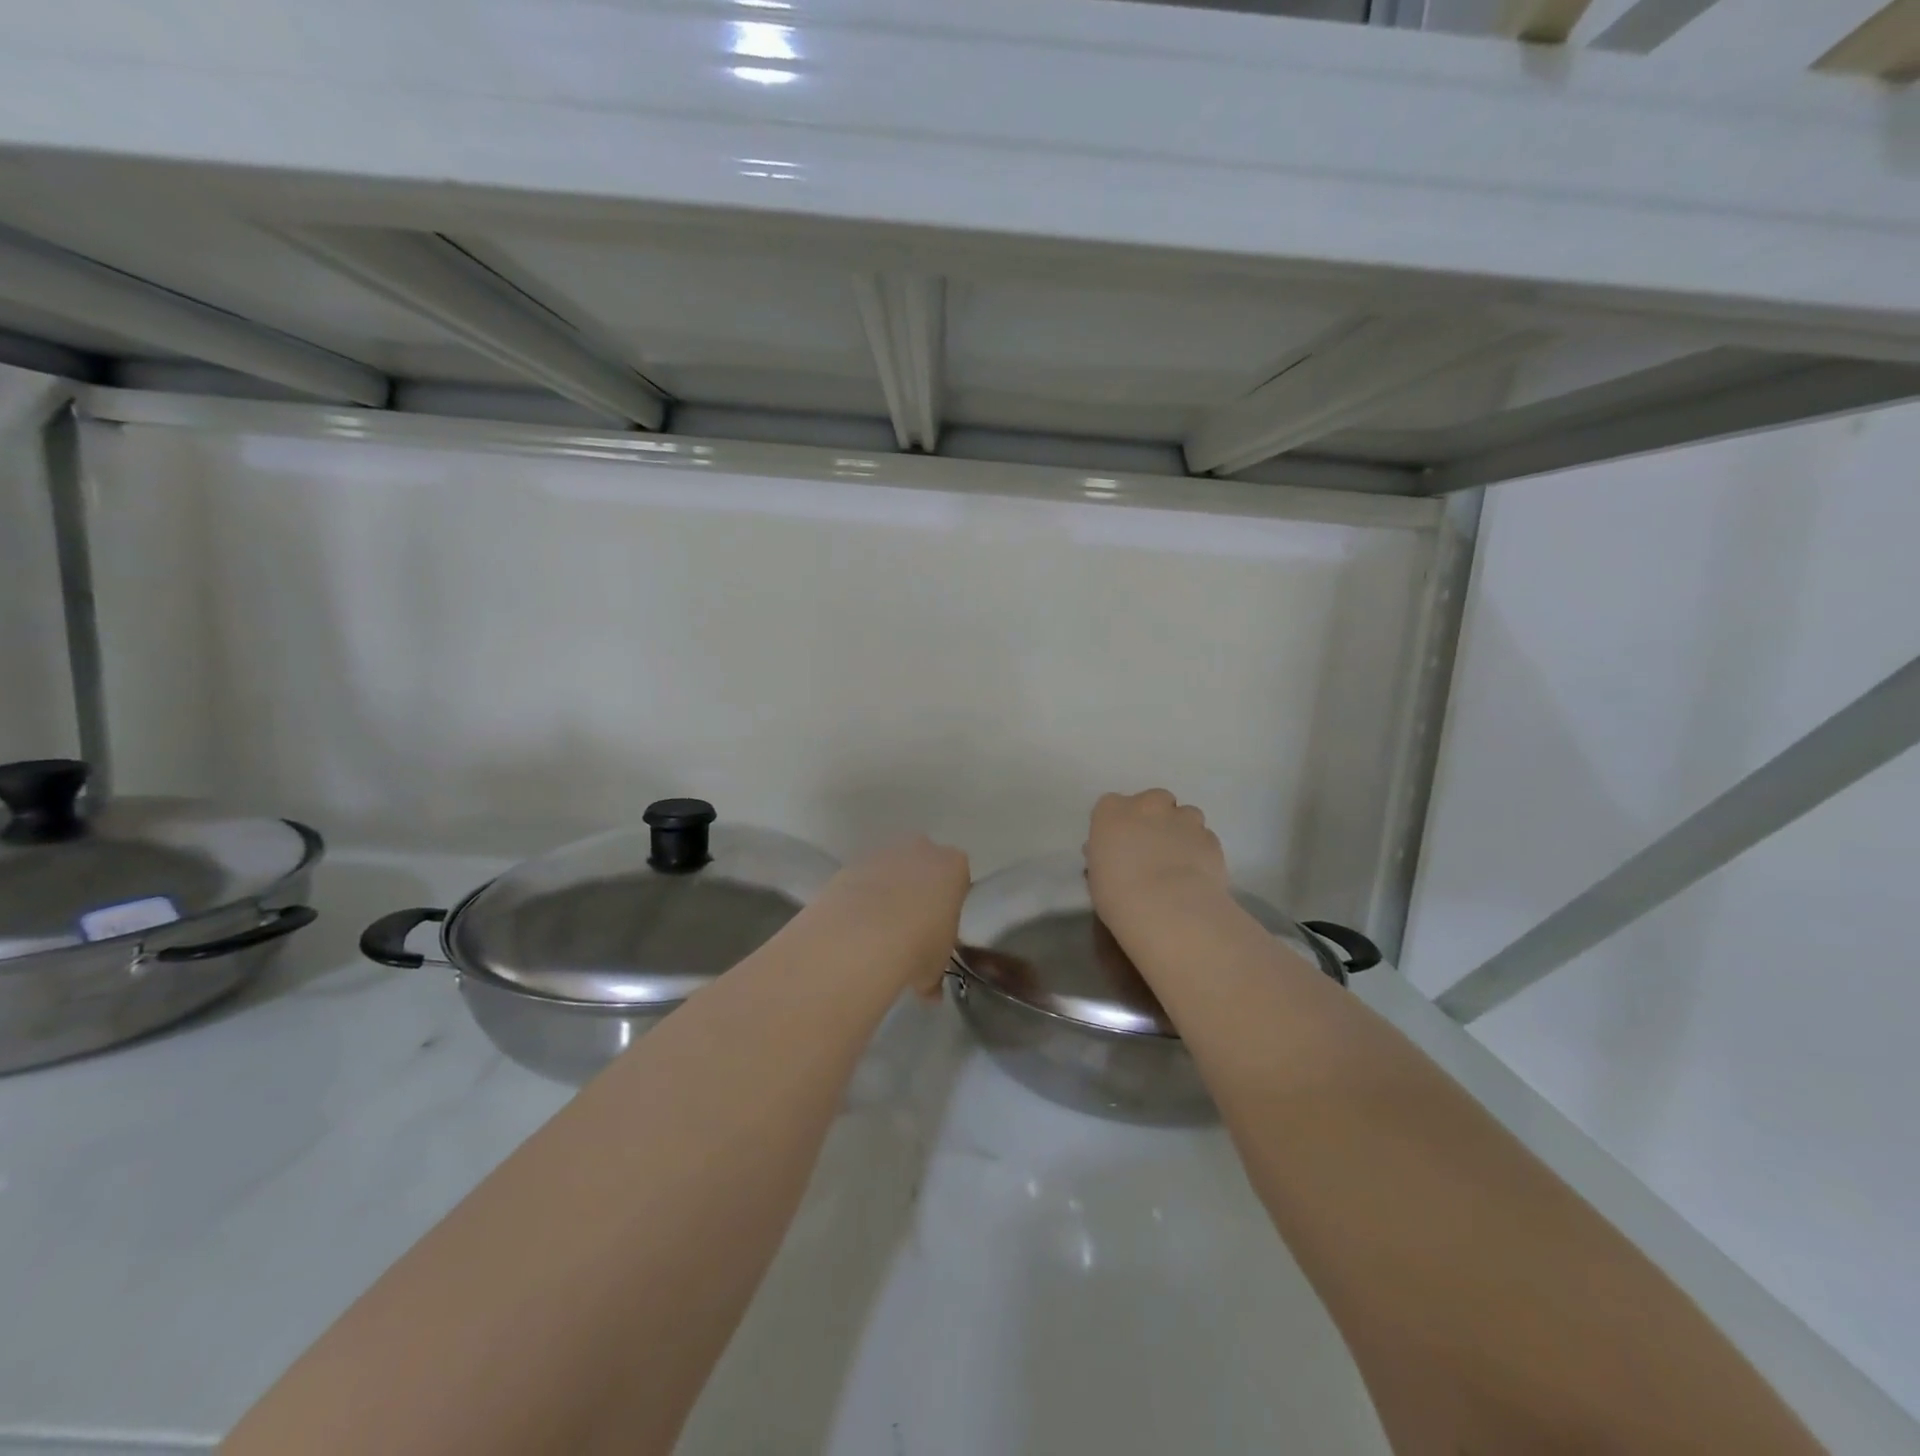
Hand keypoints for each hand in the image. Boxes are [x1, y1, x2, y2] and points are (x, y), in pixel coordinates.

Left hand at [814, 836, 969, 996]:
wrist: (863, 935)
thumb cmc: (918, 945)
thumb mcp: (935, 967)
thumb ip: (934, 975)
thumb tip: (930, 993)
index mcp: (953, 867)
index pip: (957, 878)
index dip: (948, 902)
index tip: (939, 926)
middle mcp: (921, 850)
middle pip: (923, 865)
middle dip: (917, 889)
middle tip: (910, 926)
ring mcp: (884, 853)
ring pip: (890, 870)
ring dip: (886, 892)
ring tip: (877, 931)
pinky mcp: (851, 863)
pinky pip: (861, 879)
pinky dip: (859, 897)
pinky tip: (855, 926)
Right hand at [1084, 790, 1230, 934]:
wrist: (1169, 909)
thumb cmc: (1119, 895)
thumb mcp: (1098, 877)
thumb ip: (1106, 857)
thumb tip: (1113, 855)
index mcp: (1112, 812)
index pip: (1111, 805)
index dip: (1118, 824)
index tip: (1119, 843)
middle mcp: (1148, 805)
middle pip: (1153, 800)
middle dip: (1154, 818)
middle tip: (1151, 847)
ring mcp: (1183, 819)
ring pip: (1185, 815)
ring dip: (1181, 830)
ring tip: (1178, 860)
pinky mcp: (1210, 838)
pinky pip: (1204, 838)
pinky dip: (1200, 849)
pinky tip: (1196, 873)